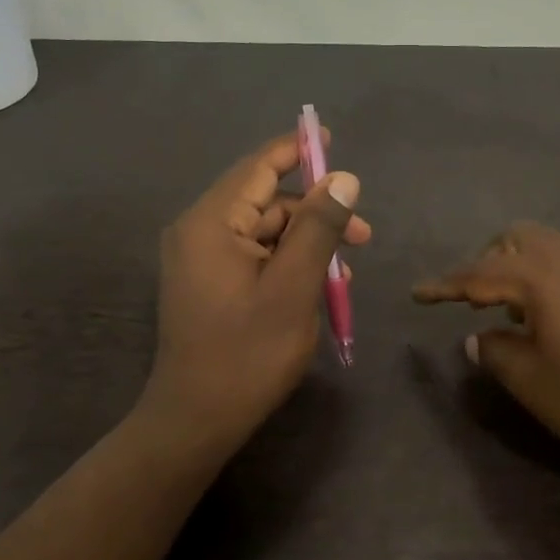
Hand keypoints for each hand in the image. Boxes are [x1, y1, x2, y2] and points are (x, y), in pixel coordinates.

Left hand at [139, 130, 370, 456]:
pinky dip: (285, 263)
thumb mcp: (293, 288)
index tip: (332, 139)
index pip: (258, 168)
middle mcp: (197, 231)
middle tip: (363, 237)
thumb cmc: (247, 355)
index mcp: (211, 223)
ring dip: (304, 243)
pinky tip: (316, 285)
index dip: (297, 150)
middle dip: (314, 212)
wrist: (196, 419)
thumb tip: (343, 178)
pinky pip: (251, 256)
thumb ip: (318, 228)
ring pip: (262, 232)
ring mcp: (198, 260)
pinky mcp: (205, 283)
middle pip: (264, 202)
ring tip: (345, 271)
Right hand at [413, 223, 559, 463]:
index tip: (418, 294)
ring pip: (548, 246)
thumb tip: (477, 338)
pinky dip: (549, 275)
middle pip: (516, 239)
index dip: (444, 285)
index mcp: (540, 277)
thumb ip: (495, 353)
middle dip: (488, 263)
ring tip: (515, 310)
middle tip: (477, 301)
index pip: (477, 274)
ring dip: (521, 268)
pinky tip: (556, 314)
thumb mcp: (533, 382)